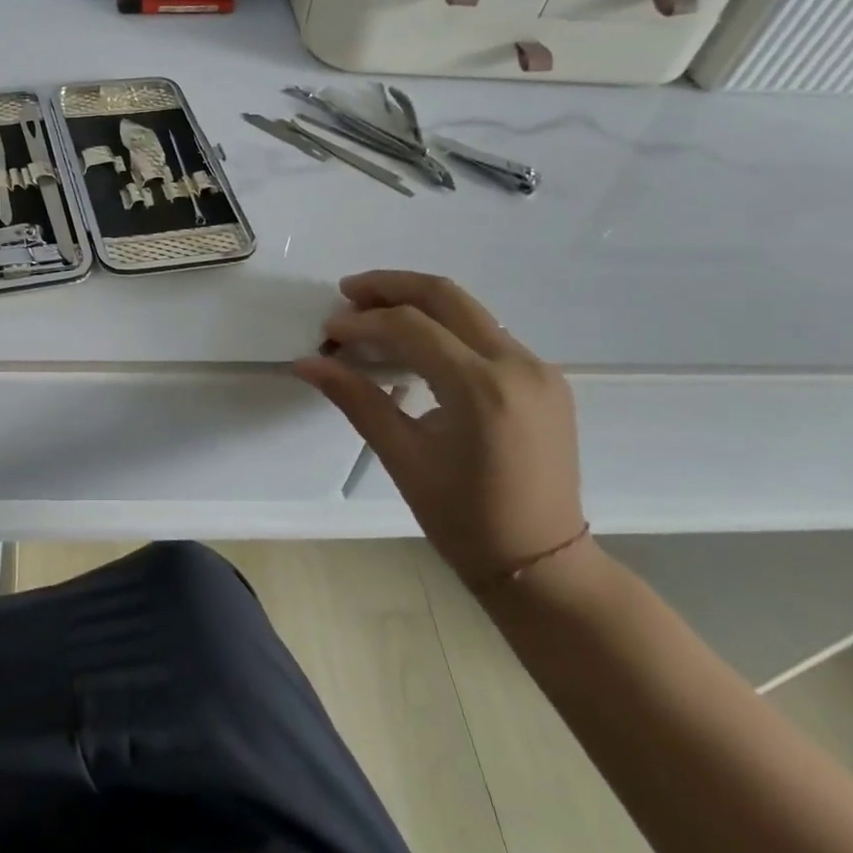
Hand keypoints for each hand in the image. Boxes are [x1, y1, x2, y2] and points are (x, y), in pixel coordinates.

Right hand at [293, 272, 584, 587]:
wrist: (543, 565)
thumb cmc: (465, 520)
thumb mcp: (403, 457)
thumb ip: (356, 399)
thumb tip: (307, 362)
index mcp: (482, 389)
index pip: (411, 327)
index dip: (362, 322)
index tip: (329, 331)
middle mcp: (517, 364)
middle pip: (445, 296)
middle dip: (390, 287)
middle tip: (348, 292)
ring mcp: (538, 368)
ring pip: (468, 309)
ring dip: (417, 303)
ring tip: (372, 313)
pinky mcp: (545, 378)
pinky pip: (486, 334)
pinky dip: (445, 327)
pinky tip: (415, 344)